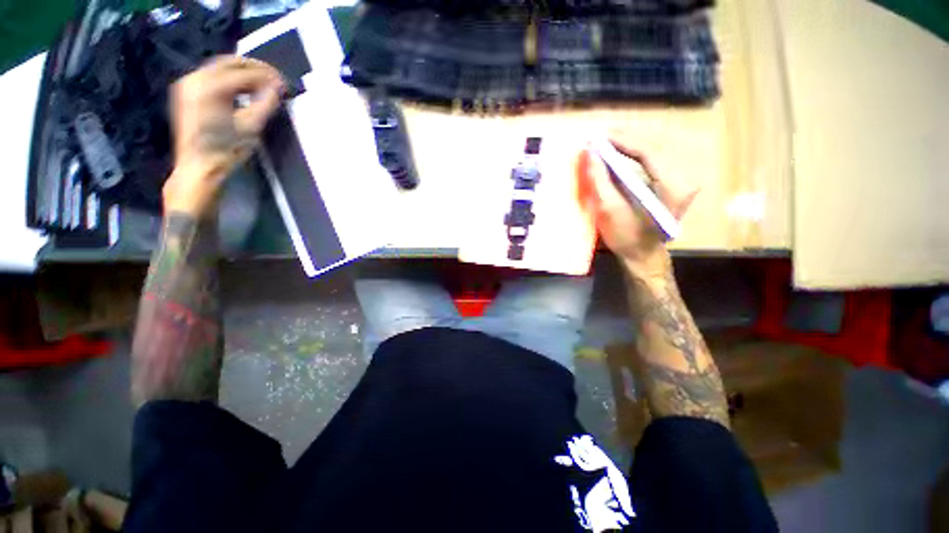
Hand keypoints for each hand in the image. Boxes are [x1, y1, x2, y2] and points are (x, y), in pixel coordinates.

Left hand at [164, 55, 284, 215]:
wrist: (198, 167)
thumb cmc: (226, 150)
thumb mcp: (251, 127)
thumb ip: (266, 103)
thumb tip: (278, 88)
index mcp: (212, 86)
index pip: (246, 72)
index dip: (268, 76)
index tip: (285, 83)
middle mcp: (197, 78)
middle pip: (231, 62)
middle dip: (255, 68)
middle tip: (276, 78)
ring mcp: (189, 84)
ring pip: (221, 67)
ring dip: (244, 72)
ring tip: (264, 84)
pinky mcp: (188, 92)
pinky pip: (213, 76)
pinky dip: (231, 79)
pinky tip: (244, 89)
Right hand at [580, 139, 698, 277]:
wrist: (643, 255)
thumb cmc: (626, 238)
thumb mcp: (610, 210)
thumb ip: (600, 180)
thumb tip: (590, 152)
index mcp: (673, 187)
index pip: (651, 152)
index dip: (624, 141)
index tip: (600, 137)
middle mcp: (685, 178)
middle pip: (656, 146)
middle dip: (627, 139)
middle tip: (601, 137)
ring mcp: (683, 178)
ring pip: (657, 149)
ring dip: (632, 143)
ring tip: (608, 141)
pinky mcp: (676, 180)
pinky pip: (656, 158)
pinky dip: (637, 152)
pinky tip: (621, 151)